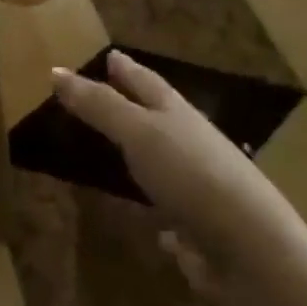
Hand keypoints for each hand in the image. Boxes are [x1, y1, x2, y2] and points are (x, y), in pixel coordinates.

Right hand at [51, 51, 306, 288]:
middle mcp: (192, 146)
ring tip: (121, 148)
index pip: (147, 83)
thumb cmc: (192, 176)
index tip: (110, 55)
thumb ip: (99, 106)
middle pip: (161, 117)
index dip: (126, 69)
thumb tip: (55, 71)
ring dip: (146, 152)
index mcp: (179, 116)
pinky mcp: (201, 230)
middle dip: (137, 104)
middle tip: (111, 92)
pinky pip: (174, 210)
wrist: (251, 251)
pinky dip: (160, 208)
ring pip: (166, 161)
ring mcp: (200, 189)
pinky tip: (150, 221)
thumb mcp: (138, 133)